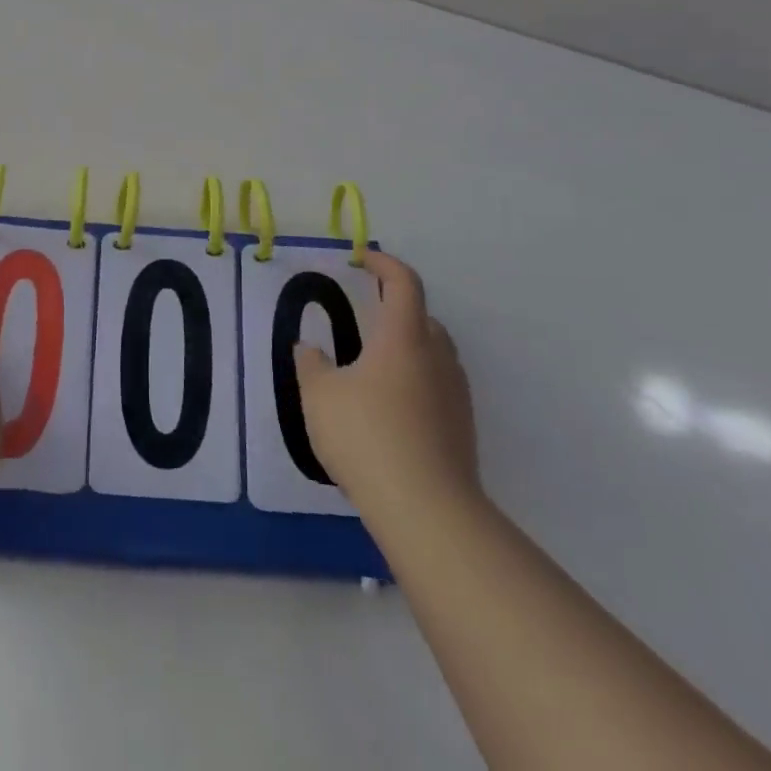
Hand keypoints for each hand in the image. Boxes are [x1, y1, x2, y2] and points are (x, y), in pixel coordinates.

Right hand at [294, 251, 480, 516]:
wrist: (427, 511)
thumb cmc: (367, 437)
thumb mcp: (320, 396)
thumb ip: (311, 366)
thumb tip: (309, 349)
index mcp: (404, 338)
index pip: (403, 284)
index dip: (384, 263)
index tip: (363, 259)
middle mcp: (436, 358)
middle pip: (424, 318)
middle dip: (396, 309)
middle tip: (366, 317)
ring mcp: (455, 395)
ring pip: (434, 354)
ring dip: (409, 347)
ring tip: (375, 366)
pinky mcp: (462, 429)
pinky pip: (438, 388)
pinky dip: (416, 382)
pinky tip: (390, 408)